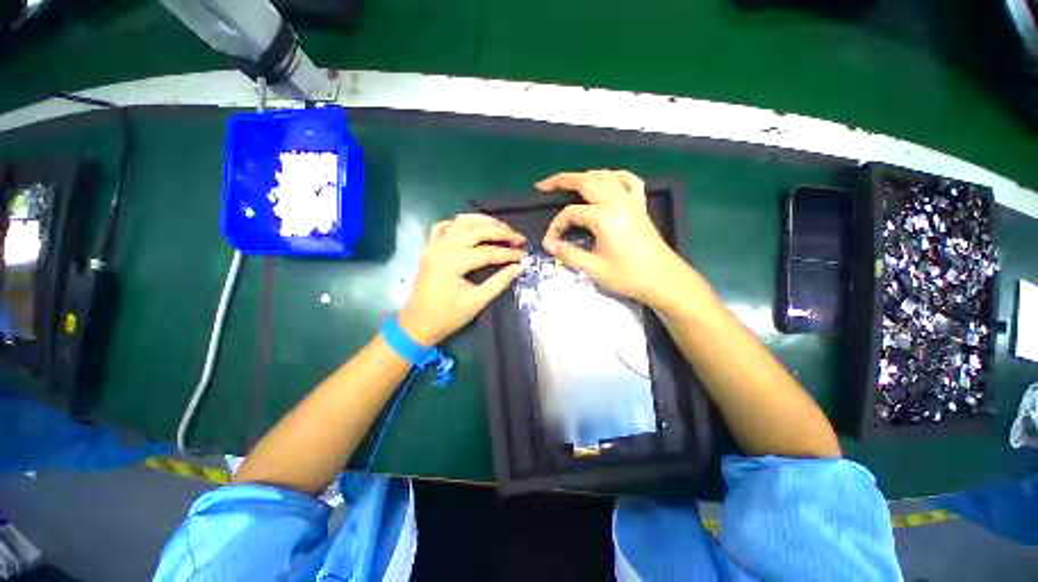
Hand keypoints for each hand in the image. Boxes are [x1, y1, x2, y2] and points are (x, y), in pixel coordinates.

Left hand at [398, 214, 526, 344]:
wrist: (418, 323)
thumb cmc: (448, 316)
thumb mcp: (477, 301)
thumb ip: (500, 281)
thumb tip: (521, 265)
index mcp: (453, 262)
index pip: (488, 252)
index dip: (509, 254)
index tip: (525, 255)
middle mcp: (442, 247)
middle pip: (477, 230)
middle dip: (501, 231)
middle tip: (519, 238)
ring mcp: (434, 244)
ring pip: (461, 222)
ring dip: (484, 221)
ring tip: (502, 227)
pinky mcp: (430, 247)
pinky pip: (445, 226)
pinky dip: (460, 223)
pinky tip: (472, 227)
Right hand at [538, 170, 691, 306]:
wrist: (663, 279)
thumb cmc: (628, 276)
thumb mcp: (593, 269)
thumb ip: (568, 254)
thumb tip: (549, 245)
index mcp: (603, 217)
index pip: (570, 213)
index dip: (555, 226)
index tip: (550, 243)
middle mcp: (616, 202)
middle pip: (585, 181)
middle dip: (561, 181)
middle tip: (543, 186)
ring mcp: (630, 201)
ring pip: (605, 176)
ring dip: (584, 176)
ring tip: (568, 183)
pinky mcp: (640, 206)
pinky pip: (629, 181)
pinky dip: (615, 177)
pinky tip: (607, 181)